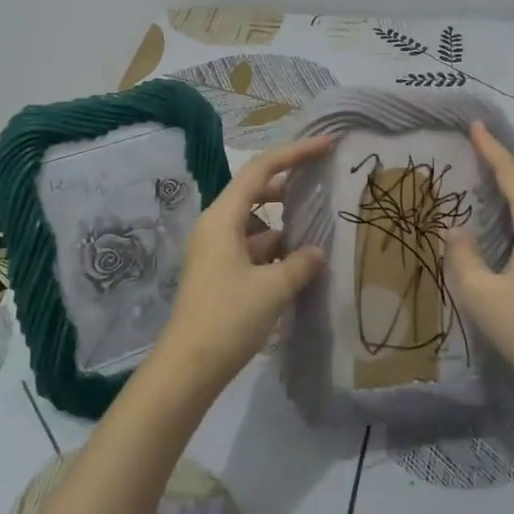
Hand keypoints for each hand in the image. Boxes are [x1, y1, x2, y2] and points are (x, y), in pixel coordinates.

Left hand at [149, 137, 328, 398]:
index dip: (294, 153)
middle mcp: (216, 226)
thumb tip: (316, 252)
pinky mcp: (219, 274)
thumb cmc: (228, 318)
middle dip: (289, 185)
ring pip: (255, 223)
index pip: (261, 169)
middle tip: (323, 181)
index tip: (325, 146)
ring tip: (318, 226)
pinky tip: (299, 263)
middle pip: (255, 191)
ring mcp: (216, 251)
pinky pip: (252, 248)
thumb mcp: (273, 288)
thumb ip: (300, 264)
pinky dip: (275, 249)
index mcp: (223, 217)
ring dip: (284, 222)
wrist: (188, 368)